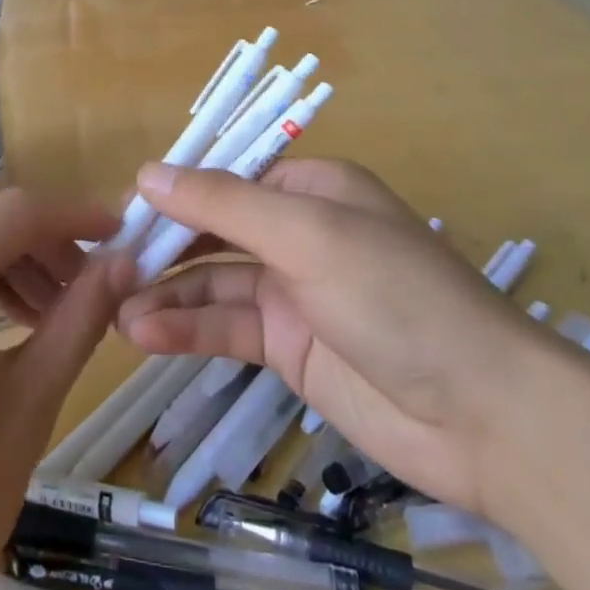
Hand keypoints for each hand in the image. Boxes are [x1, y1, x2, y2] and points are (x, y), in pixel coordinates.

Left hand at [0, 175, 130, 589]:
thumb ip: (80, 316)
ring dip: (5, 249)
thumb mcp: (28, 402)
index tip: (124, 233)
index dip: (78, 215)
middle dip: (38, 227)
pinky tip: (2, 326)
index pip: (19, 210)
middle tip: (83, 276)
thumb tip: (126, 261)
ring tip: (50, 309)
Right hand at [116, 157, 564, 512]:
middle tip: (106, 262)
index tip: (123, 209)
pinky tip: (144, 334)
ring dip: (167, 292)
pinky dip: (187, 327)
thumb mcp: (305, 233)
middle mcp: (298, 232)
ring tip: (113, 308)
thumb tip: (146, 173)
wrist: (483, 416)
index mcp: (311, 187)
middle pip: (216, 229)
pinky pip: (227, 326)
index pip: (228, 176)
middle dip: (164, 245)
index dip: (176, 189)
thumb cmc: (394, 295)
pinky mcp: (289, 347)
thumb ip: (223, 204)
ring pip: (214, 281)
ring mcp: (293, 291)